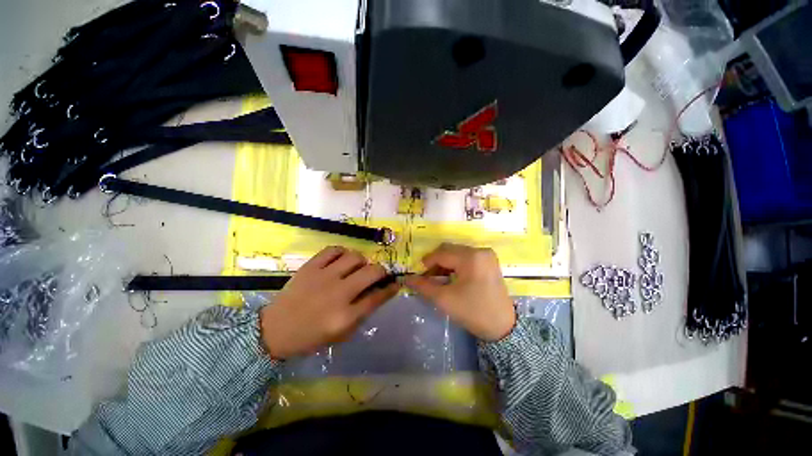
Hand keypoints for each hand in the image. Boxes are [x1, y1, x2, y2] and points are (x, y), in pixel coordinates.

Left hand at [260, 246, 398, 359]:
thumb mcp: (341, 334)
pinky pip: (333, 250)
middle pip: (371, 272)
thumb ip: (362, 313)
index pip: (377, 297)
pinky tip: (341, 260)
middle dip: (381, 271)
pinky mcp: (310, 267)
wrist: (274, 330)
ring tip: (356, 267)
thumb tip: (377, 292)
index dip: (391, 288)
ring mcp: (323, 277)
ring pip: (355, 257)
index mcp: (345, 316)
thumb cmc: (310, 336)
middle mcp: (338, 293)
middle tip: (378, 274)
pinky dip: (342, 252)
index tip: (395, 283)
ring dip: (361, 261)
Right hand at [404, 243, 515, 341]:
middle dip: (435, 262)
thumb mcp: (444, 299)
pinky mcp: (489, 261)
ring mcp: (486, 255)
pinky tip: (451, 277)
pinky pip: (466, 257)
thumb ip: (424, 286)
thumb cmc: (473, 312)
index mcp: (471, 257)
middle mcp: (480, 250)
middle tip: (427, 277)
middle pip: (449, 250)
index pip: (441, 254)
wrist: (502, 327)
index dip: (426, 262)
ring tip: (438, 278)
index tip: (418, 274)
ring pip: (457, 253)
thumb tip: (406, 279)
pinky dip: (455, 264)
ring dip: (445, 263)